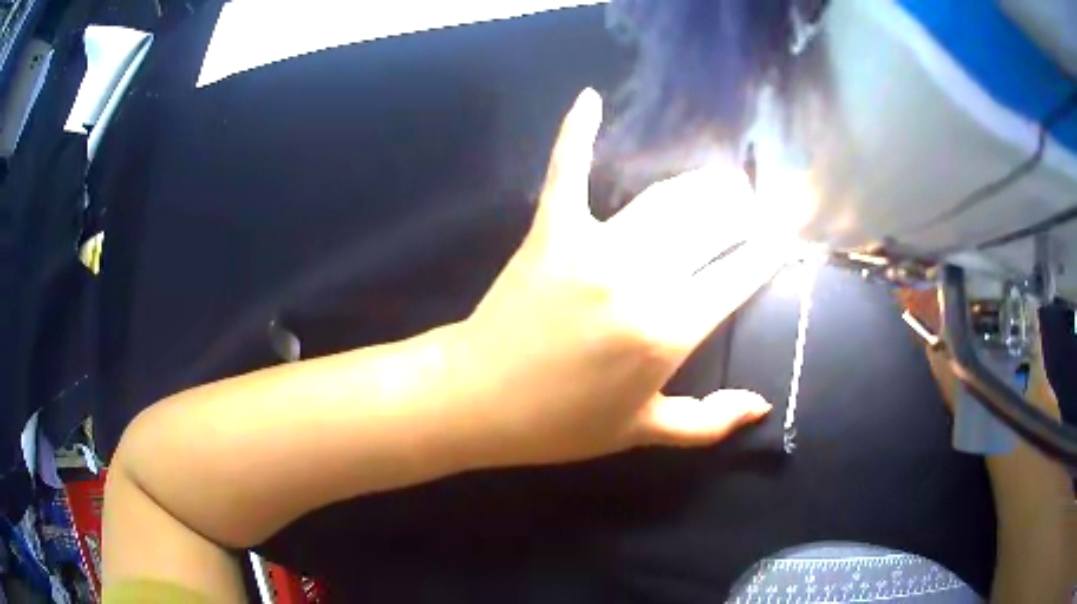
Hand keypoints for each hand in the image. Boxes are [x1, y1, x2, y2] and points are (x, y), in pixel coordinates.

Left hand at [454, 89, 804, 467]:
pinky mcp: (550, 229)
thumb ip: (709, 422)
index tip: (781, 237)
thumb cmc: (562, 424)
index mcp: (671, 331)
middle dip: (743, 210)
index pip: (741, 275)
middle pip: (713, 223)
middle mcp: (643, 279)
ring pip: (666, 198)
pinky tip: (590, 99)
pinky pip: (567, 169)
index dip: (767, 252)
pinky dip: (577, 131)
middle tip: (752, 206)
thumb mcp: (643, 432)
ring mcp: (593, 247)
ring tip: (719, 181)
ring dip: (702, 184)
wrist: (478, 401)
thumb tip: (763, 405)